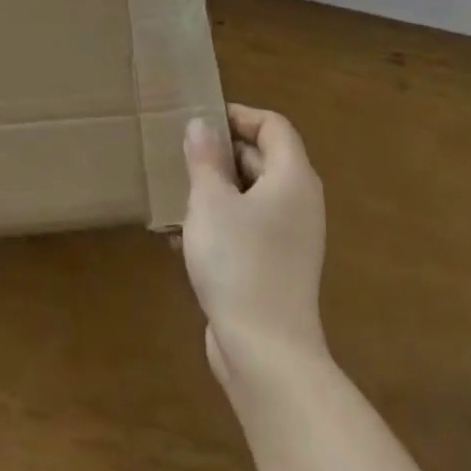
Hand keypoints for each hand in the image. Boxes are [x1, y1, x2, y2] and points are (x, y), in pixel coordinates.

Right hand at [182, 104, 327, 389]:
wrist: (265, 354)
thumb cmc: (239, 262)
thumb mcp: (211, 201)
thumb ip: (205, 158)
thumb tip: (202, 124)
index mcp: (292, 178)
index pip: (273, 126)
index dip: (239, 116)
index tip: (201, 120)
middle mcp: (297, 203)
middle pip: (262, 159)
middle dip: (220, 154)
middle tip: (180, 154)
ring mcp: (289, 239)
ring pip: (249, 197)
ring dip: (213, 191)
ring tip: (173, 193)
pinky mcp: (274, 268)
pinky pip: (246, 229)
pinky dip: (218, 224)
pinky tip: (177, 237)